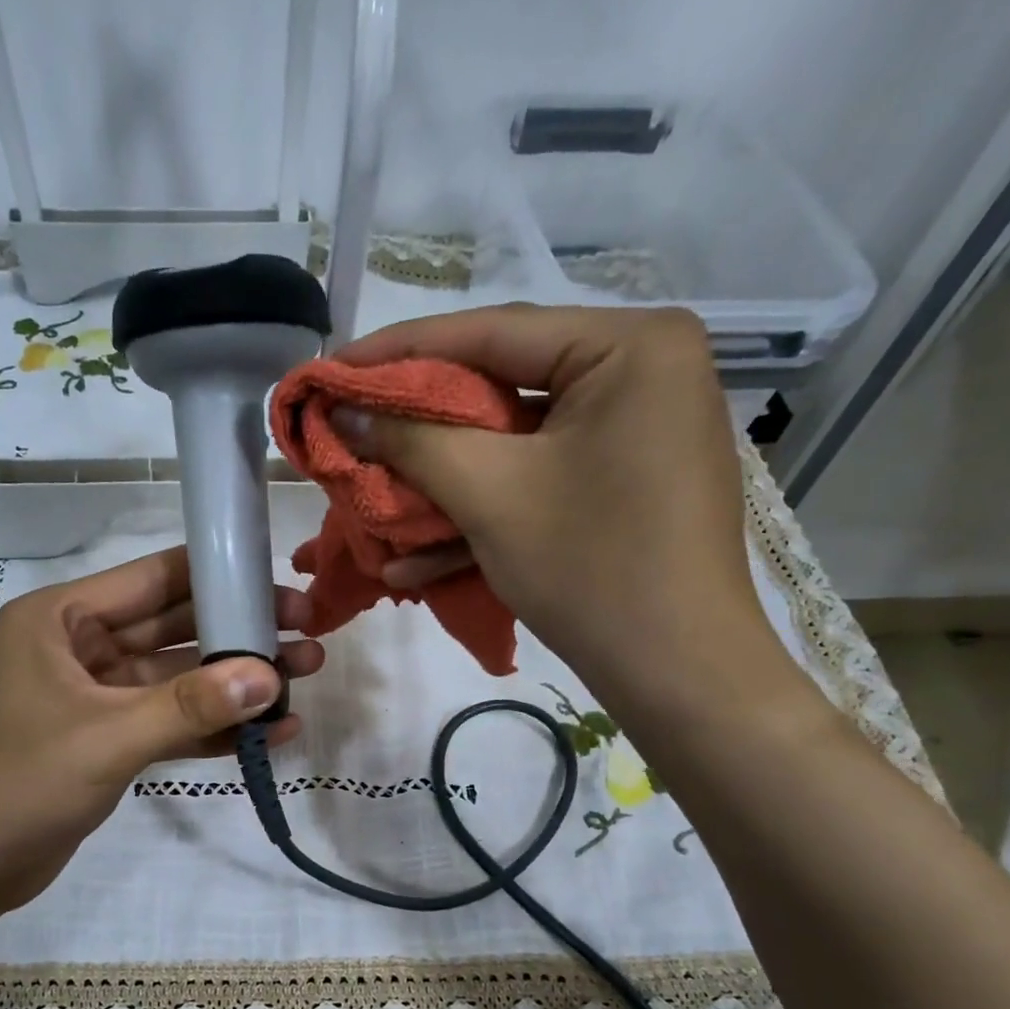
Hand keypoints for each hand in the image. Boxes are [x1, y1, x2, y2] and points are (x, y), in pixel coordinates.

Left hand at [0, 546, 324, 922]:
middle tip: (311, 637)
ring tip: (306, 680)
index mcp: (60, 619)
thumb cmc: (17, 785)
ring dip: (234, 685)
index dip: (222, 578)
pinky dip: (211, 729)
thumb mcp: (107, 739)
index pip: (154, 579)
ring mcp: (94, 696)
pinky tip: (268, 736)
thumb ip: (190, 706)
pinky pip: (167, 721)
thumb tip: (271, 677)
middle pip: (174, 629)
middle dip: (240, 636)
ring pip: (177, 679)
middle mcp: (78, 647)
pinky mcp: (106, 739)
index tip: (282, 588)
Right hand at [335, 305, 780, 715]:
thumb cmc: (591, 567)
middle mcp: (640, 374)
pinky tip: (416, 562)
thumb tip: (342, 409)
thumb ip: (411, 440)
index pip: (492, 333)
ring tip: (370, 503)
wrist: (677, 674)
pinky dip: (484, 516)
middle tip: (351, 434)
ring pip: (513, 446)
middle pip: (501, 389)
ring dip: (441, 486)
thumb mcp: (490, 495)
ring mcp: (634, 435)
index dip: (398, 353)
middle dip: (419, 431)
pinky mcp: (622, 487)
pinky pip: (540, 483)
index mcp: (628, 347)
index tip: (332, 370)